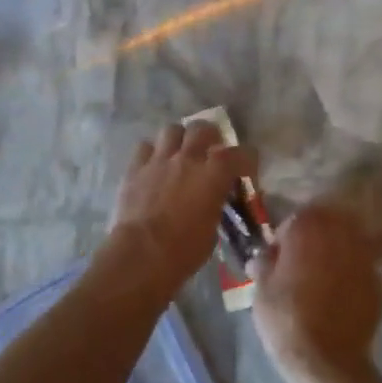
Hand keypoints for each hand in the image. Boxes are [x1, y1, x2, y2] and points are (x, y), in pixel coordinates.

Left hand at [110, 122, 254, 291]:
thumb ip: (215, 206)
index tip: (245, 171)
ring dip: (179, 139)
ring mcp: (159, 160)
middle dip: (209, 137)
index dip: (247, 160)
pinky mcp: (135, 168)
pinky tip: (153, 166)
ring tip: (179, 154)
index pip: (240, 153)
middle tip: (209, 152)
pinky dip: (152, 153)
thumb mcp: (212, 230)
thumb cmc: (183, 250)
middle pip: (202, 128)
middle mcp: (187, 159)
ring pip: (172, 130)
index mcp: (213, 175)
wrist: (141, 254)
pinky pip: (145, 147)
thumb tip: (213, 201)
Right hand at [254, 203, 381, 382]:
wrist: (326, 362)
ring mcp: (364, 259)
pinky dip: (350, 277)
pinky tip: (339, 298)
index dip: (285, 236)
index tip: (278, 256)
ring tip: (322, 278)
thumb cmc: (285, 318)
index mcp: (308, 229)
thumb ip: (264, 263)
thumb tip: (264, 257)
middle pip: (328, 224)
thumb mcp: (260, 288)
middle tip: (301, 263)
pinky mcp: (379, 285)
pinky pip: (360, 271)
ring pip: (348, 244)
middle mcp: (341, 235)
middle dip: (315, 238)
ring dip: (335, 254)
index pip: (296, 218)